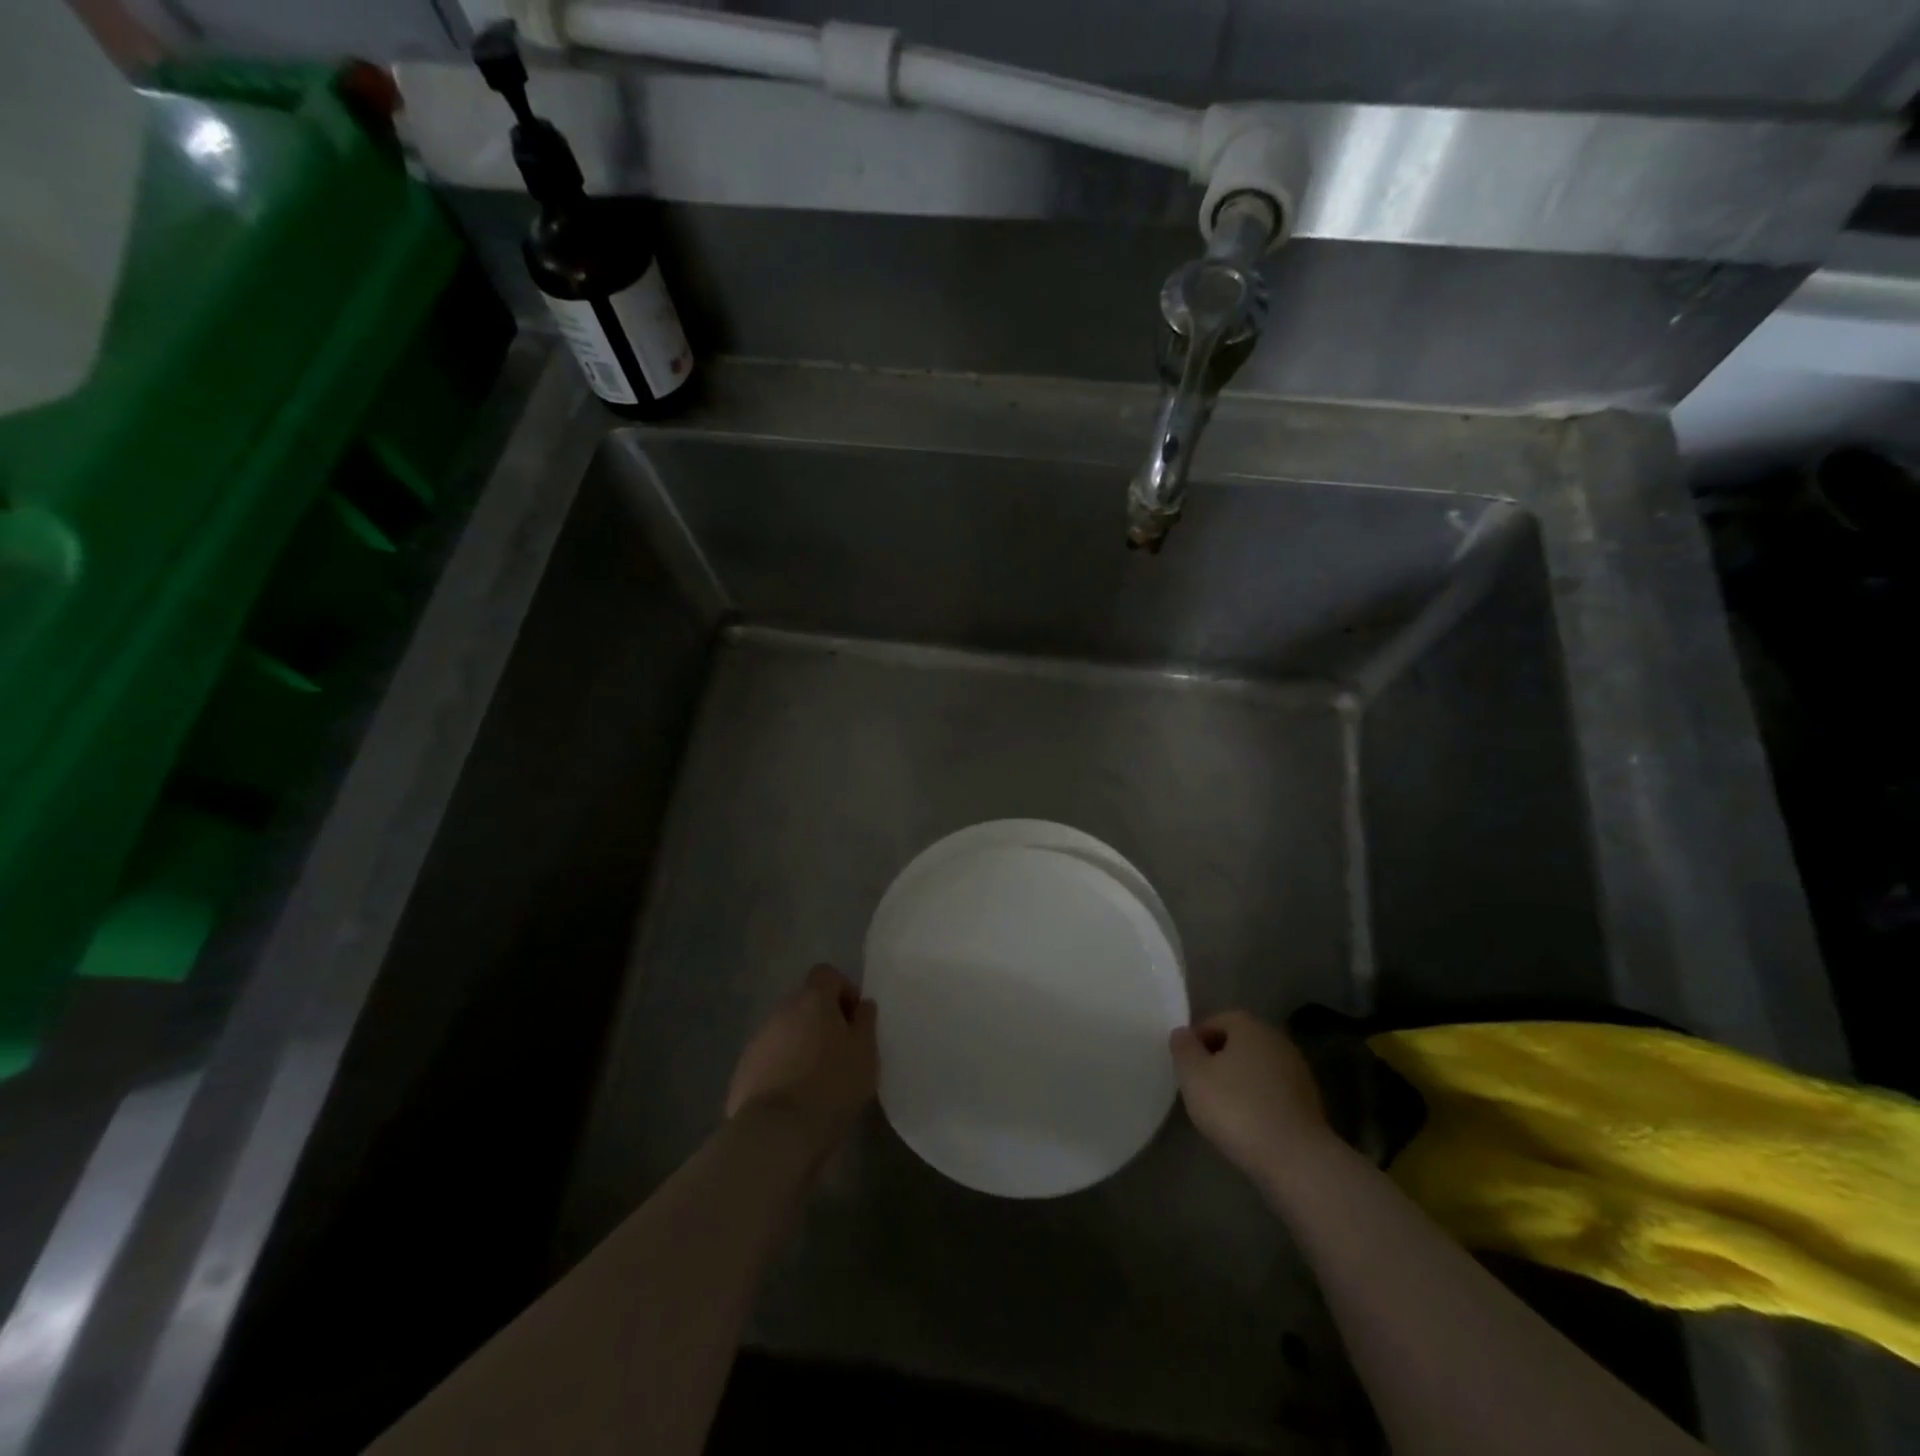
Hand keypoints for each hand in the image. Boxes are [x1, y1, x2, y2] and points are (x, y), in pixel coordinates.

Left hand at [726, 965, 876, 1159]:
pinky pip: (769, 1060)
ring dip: (801, 1046)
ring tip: (817, 1081)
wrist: (776, 1133)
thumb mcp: (865, 1052)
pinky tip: (794, 1100)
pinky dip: (782, 1070)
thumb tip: (861, 1005)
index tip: (854, 1020)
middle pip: (804, 1004)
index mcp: (812, 1000)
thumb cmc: (832, 1085)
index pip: (826, 974)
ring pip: (786, 1033)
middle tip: (840, 1053)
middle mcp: (781, 1011)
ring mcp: (757, 1041)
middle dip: (822, 1021)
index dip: (843, 990)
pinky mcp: (742, 1072)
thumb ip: (865, 1021)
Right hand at [1170, 1011, 1329, 1192]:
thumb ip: (1183, 1048)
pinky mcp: (1310, 1102)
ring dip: (1239, 1081)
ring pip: (1257, 1068)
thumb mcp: (1193, 1075)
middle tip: (1200, 1086)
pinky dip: (1258, 1100)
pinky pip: (1273, 1092)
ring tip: (1223, 1109)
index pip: (1215, 1021)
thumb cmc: (1236, 1108)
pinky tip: (1248, 1124)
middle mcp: (1276, 1040)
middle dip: (1218, 1059)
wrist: (1296, 1159)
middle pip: (1239, 1043)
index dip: (1196, 1041)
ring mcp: (1297, 1071)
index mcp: (1249, 1026)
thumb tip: (1183, 1033)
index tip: (1185, 1067)